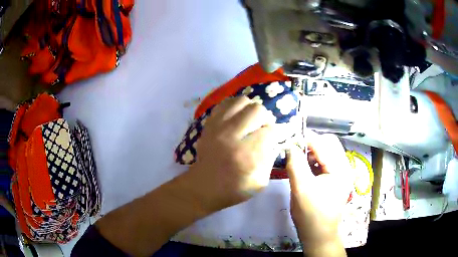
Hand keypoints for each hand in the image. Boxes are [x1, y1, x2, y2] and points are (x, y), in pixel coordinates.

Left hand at [182, 96, 281, 212]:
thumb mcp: (261, 181)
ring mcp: (218, 127)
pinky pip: (225, 103)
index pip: (270, 130)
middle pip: (257, 110)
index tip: (275, 138)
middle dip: (265, 118)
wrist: (204, 187)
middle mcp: (232, 135)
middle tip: (263, 129)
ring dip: (250, 109)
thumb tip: (274, 139)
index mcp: (247, 154)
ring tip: (250, 121)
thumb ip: (270, 158)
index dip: (277, 133)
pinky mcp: (209, 124)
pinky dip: (235, 107)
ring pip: (241, 101)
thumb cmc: (234, 189)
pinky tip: (237, 117)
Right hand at [286, 131, 352, 254]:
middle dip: (311, 143)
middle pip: (329, 143)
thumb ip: (295, 164)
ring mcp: (341, 173)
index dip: (306, 138)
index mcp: (340, 169)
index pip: (324, 143)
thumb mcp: (301, 188)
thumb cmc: (310, 214)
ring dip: (312, 151)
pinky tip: (304, 168)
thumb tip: (289, 145)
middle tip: (294, 150)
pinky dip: (315, 160)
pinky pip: (326, 162)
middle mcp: (344, 167)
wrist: (319, 235)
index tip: (289, 139)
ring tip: (297, 159)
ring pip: (327, 152)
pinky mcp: (336, 179)